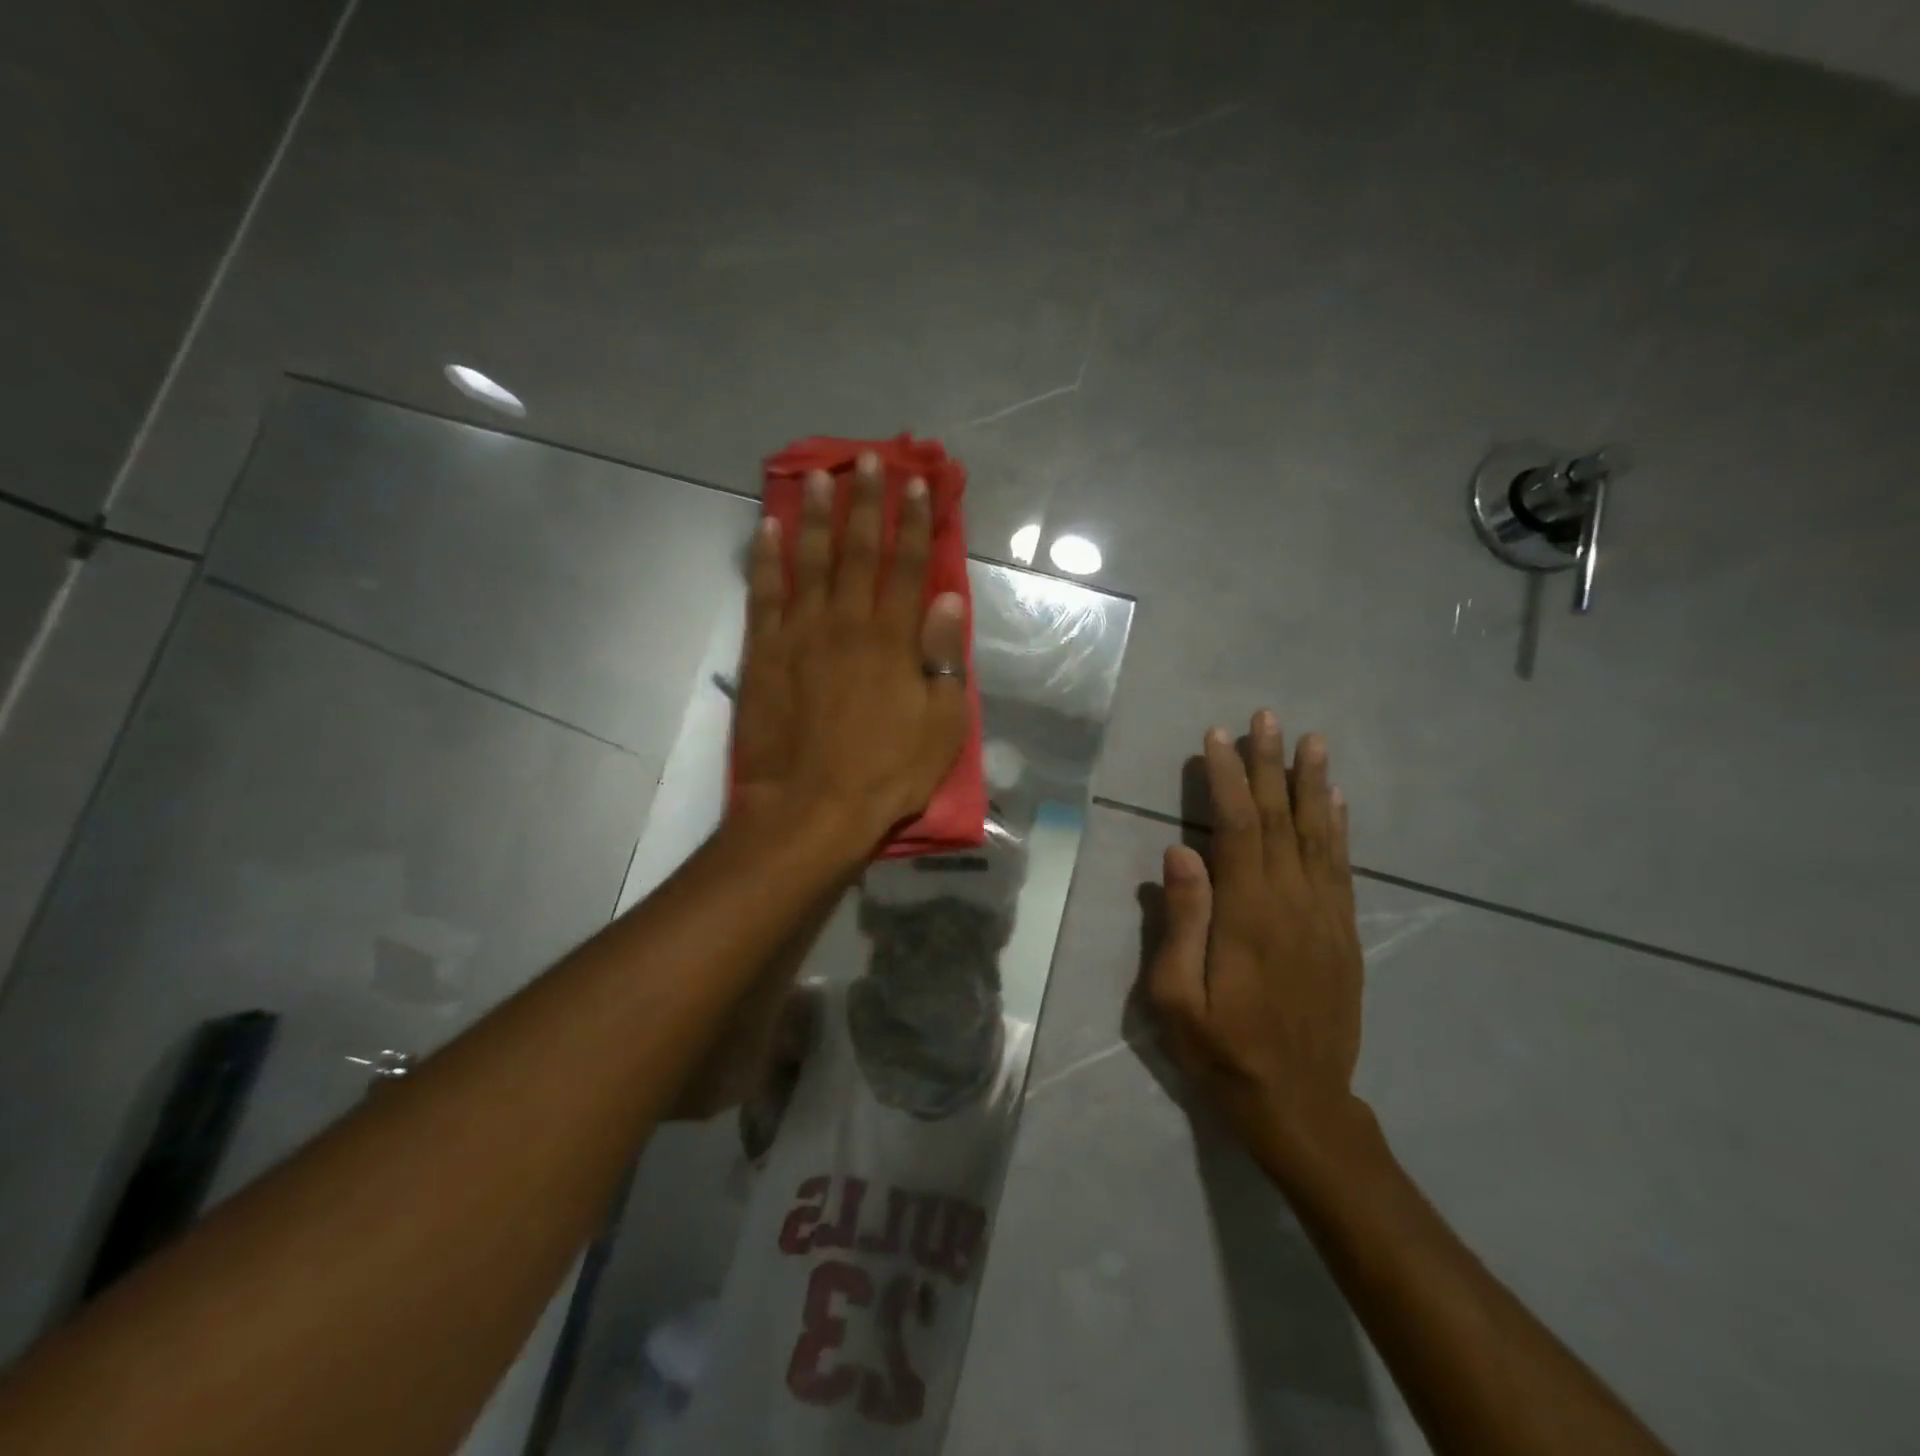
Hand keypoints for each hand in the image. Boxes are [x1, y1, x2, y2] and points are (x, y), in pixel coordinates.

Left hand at [733, 450, 970, 852]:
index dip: (916, 522)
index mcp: (893, 638)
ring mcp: (800, 634)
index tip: (919, 483)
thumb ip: (943, 657)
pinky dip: (765, 558)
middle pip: (858, 550)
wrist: (810, 808)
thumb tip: (947, 600)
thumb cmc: (886, 773)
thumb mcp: (941, 724)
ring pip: (809, 560)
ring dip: (813, 515)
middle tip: (866, 458)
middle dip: (865, 501)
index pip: (908, 566)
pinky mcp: (764, 653)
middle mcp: (846, 622)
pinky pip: (764, 594)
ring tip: (817, 475)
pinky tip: (766, 527)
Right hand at [1145, 711, 1367, 1187]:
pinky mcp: (1344, 934)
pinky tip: (1336, 802)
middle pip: (1281, 819)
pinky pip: (1342, 868)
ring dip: (1312, 784)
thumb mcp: (1176, 998)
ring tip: (1312, 741)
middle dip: (1271, 764)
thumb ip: (1180, 922)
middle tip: (1267, 717)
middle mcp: (1292, 903)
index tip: (1218, 737)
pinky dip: (1339, 828)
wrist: (1302, 1105)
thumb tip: (1179, 852)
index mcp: (1247, 914)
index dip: (1228, 778)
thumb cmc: (1223, 1052)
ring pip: (1319, 835)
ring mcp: (1325, 917)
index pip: (1238, 827)